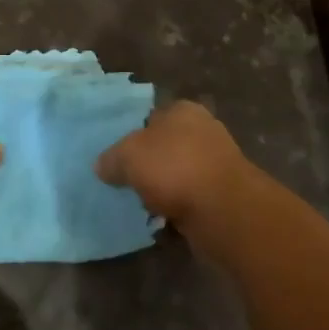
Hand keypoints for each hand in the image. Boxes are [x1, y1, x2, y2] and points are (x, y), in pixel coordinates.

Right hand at [97, 101, 261, 246]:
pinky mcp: (225, 194)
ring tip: (144, 204)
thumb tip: (102, 166)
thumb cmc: (174, 168)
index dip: (133, 135)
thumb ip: (111, 159)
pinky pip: (192, 198)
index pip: (151, 116)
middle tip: (128, 182)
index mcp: (182, 110)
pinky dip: (180, 207)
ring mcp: (218, 163)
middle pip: (166, 146)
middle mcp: (204, 130)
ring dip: (165, 189)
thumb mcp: (127, 156)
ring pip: (179, 174)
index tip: (119, 157)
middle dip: (150, 164)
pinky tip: (165, 219)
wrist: (224, 211)